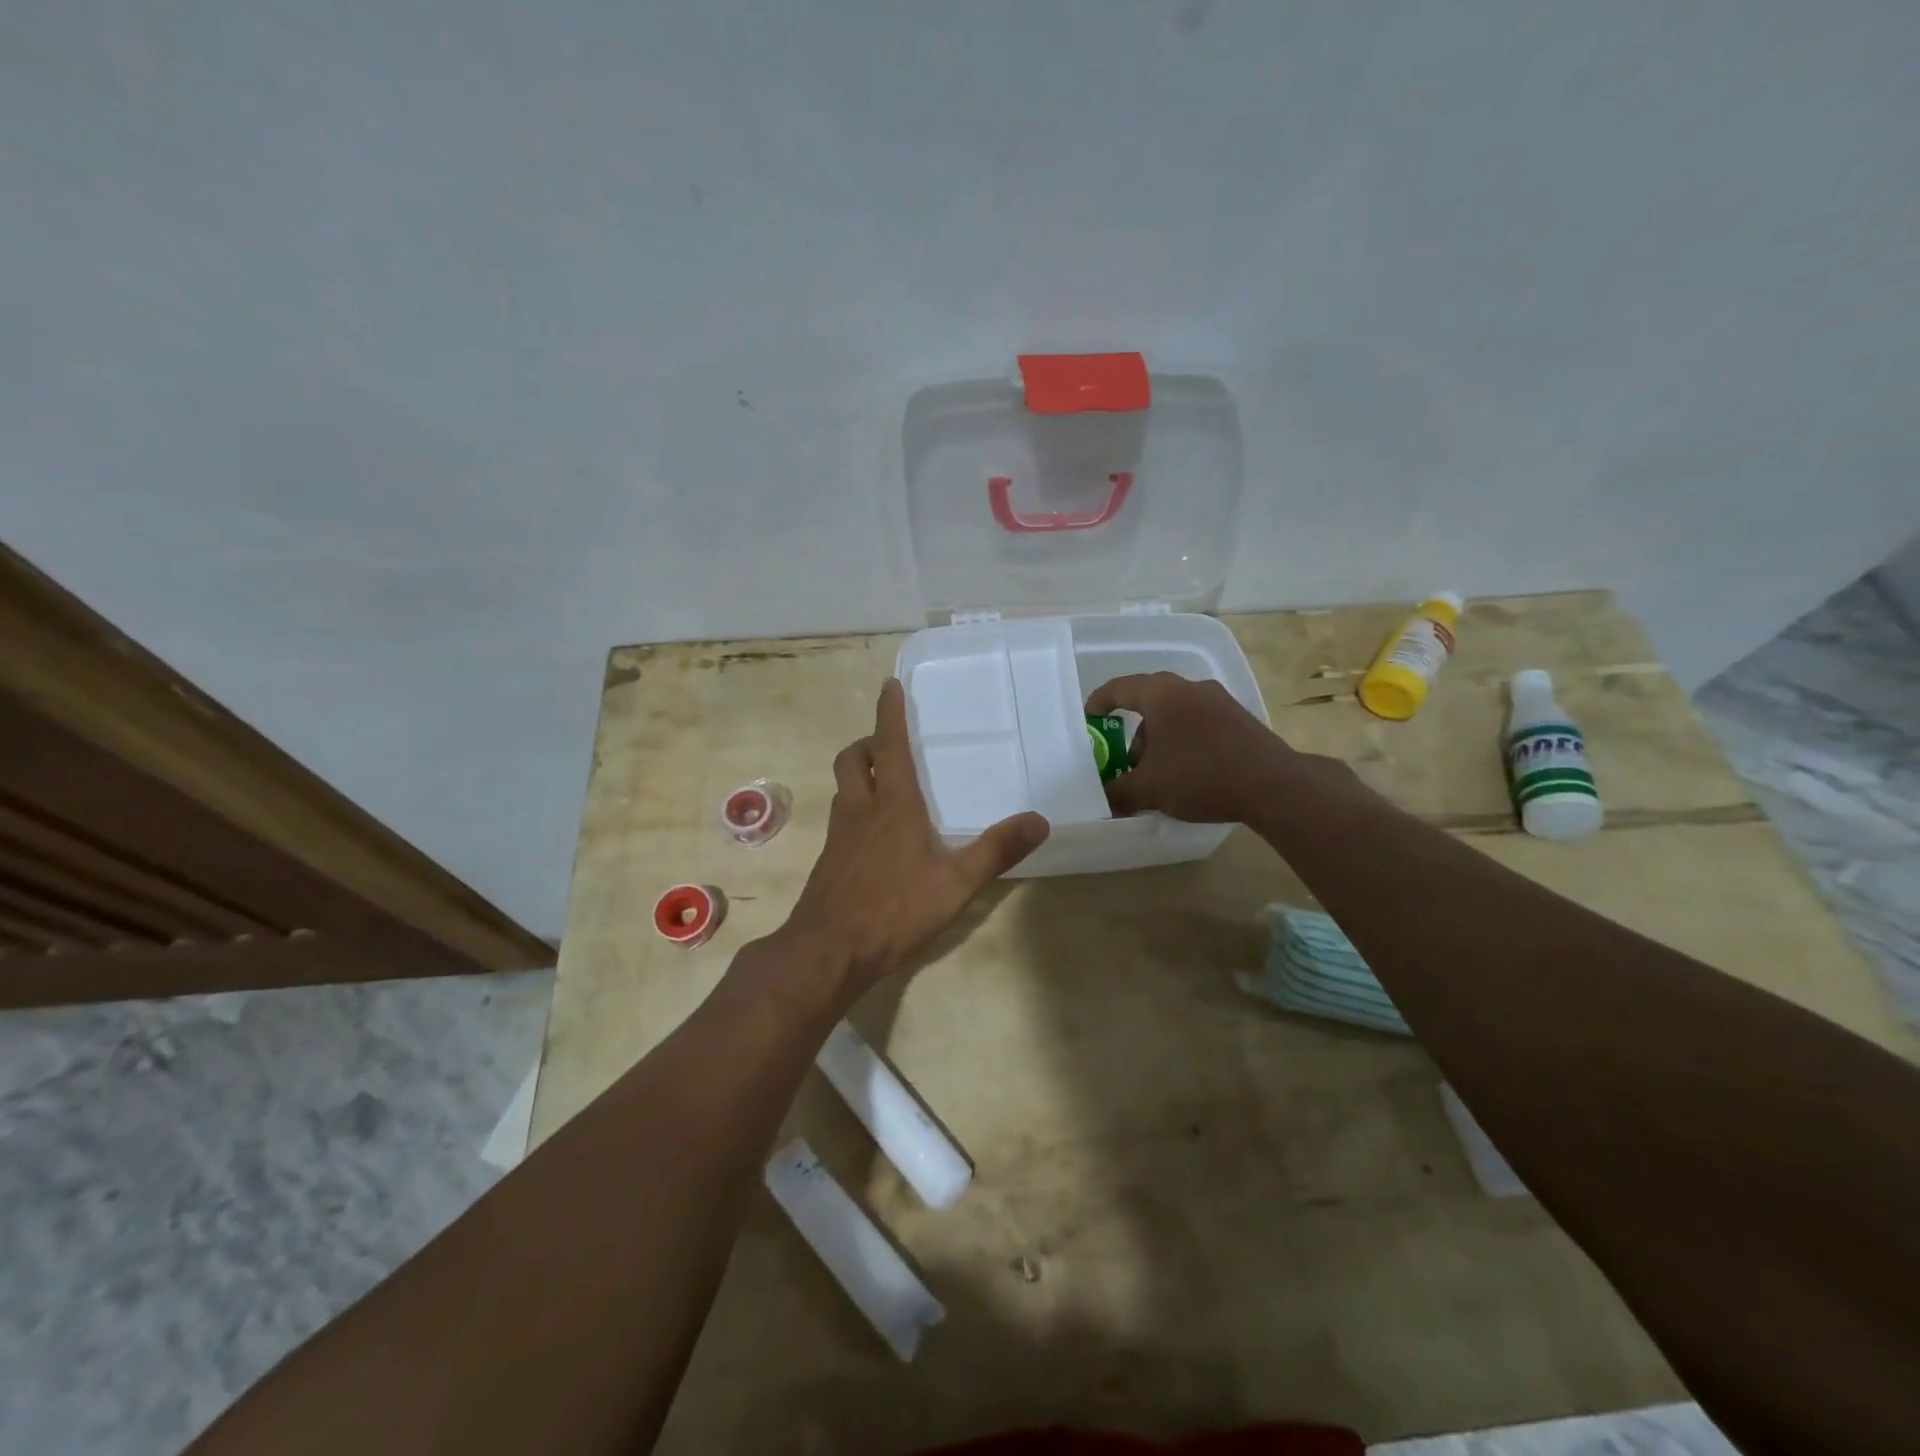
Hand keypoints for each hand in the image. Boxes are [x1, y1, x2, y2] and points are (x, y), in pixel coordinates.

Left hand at [779, 679, 1049, 998]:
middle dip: (867, 743)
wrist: (828, 952)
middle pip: (852, 760)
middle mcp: (860, 811)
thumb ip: (996, 851)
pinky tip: (876, 837)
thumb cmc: (894, 911)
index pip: (888, 746)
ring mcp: (839, 837)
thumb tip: (1039, 820)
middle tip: (888, 745)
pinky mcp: (829, 861)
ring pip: (843, 788)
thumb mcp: (956, 884)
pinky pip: (842, 819)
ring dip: (860, 775)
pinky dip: (857, 809)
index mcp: (892, 806)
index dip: (888, 713)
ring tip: (887, 786)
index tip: (888, 685)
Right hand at [1086, 672, 1297, 821]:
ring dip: (1162, 739)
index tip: (1090, 718)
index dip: (1099, 702)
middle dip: (1135, 732)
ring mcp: (1220, 701)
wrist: (1272, 785)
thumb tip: (1104, 799)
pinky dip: (1186, 742)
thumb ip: (1118, 792)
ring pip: (1177, 714)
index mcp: (1161, 694)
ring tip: (1161, 774)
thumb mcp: (1148, 789)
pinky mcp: (1241, 719)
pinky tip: (1190, 773)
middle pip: (1150, 702)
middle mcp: (1190, 687)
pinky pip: (1201, 724)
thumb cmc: (1199, 775)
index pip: (1119, 688)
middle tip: (1128, 761)